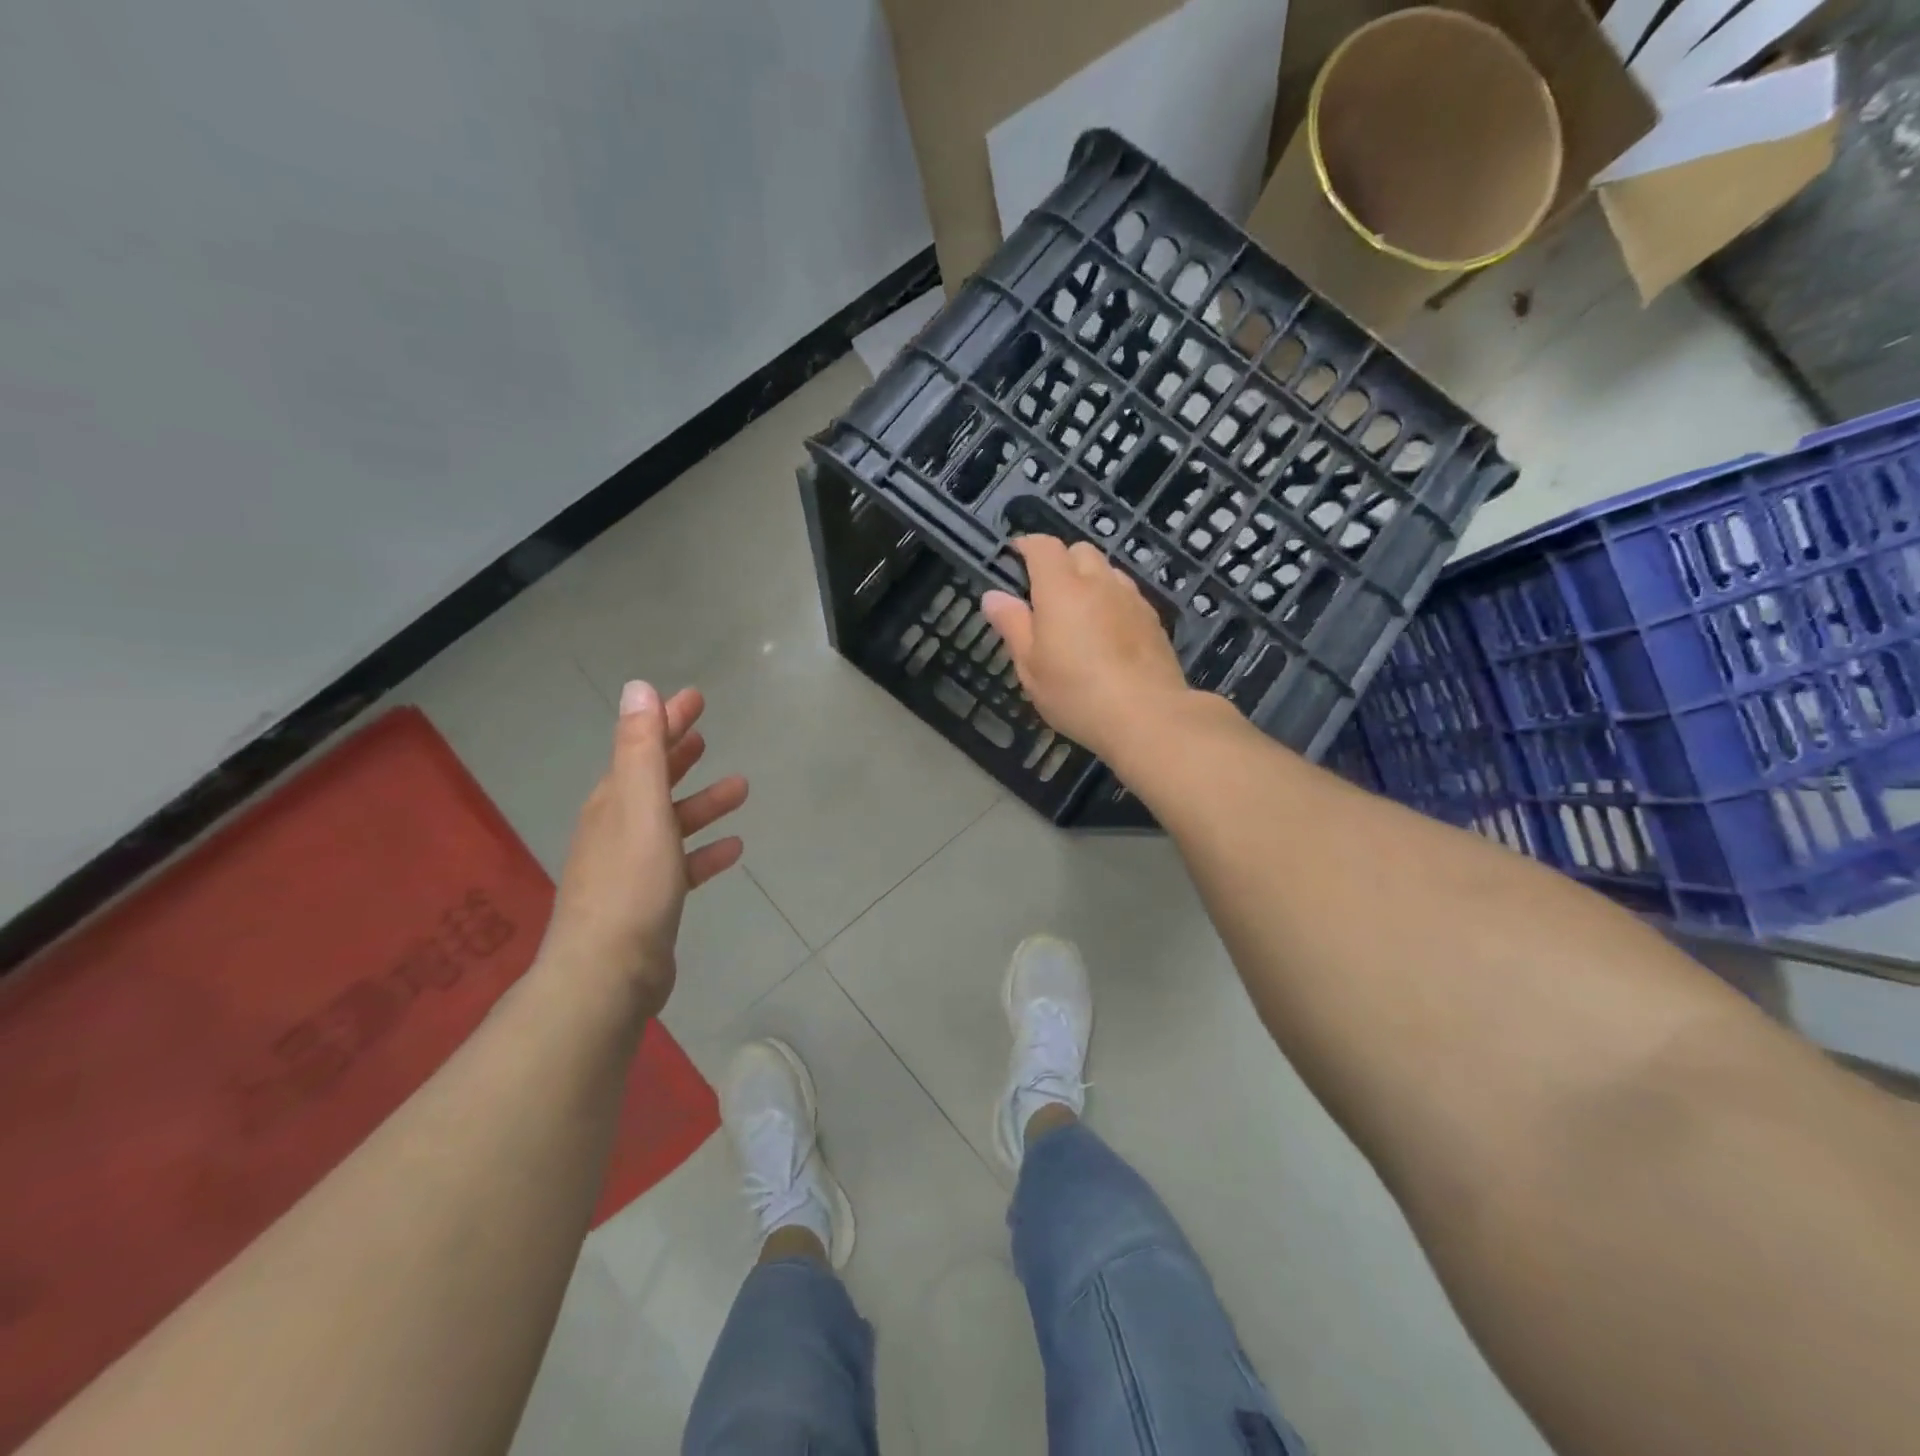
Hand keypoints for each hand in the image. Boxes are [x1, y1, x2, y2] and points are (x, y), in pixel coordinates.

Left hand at [539, 682, 747, 1016]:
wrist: (608, 973)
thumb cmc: (631, 883)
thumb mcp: (639, 805)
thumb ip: (642, 749)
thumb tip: (637, 688)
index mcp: (613, 801)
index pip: (640, 746)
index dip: (666, 720)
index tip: (694, 698)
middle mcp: (617, 828)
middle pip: (653, 780)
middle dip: (679, 754)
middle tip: (706, 732)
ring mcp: (632, 866)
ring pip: (672, 821)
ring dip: (702, 802)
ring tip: (741, 787)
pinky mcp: (650, 900)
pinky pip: (683, 864)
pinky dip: (705, 851)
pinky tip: (733, 848)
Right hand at [980, 536, 1190, 761]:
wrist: (1147, 716)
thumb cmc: (1076, 693)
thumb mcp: (1030, 666)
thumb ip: (1012, 625)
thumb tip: (993, 596)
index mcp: (1061, 588)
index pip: (1043, 546)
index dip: (1026, 546)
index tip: (1014, 557)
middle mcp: (1099, 582)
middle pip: (1080, 551)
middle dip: (1060, 562)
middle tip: (1046, 593)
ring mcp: (1131, 598)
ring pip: (1107, 571)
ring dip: (1089, 580)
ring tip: (1078, 613)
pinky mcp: (1153, 619)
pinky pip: (1127, 595)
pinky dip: (1112, 601)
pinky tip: (1108, 633)